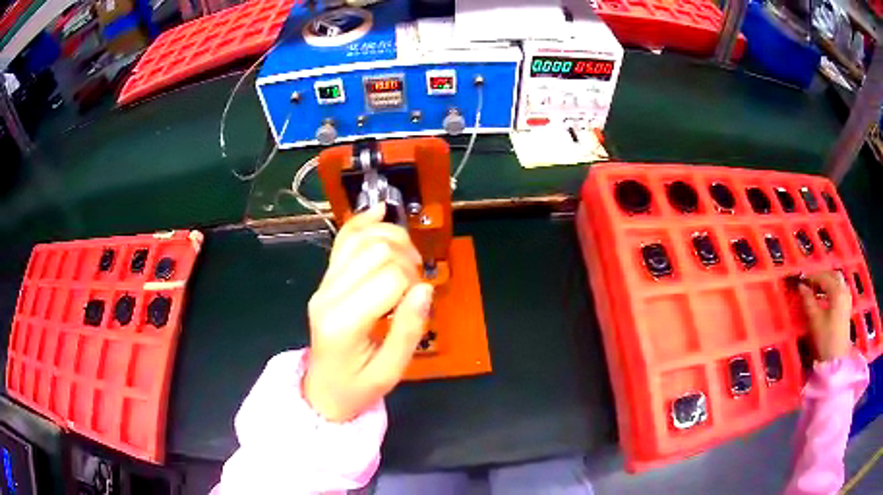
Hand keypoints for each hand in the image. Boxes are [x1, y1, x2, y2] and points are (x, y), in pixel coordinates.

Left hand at [304, 204, 433, 421]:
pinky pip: (343, 240)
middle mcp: (328, 295)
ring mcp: (323, 284)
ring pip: (361, 238)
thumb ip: (408, 330)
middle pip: (376, 251)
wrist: (322, 391)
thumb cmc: (358, 387)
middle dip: (406, 259)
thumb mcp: (390, 371)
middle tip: (415, 283)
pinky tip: (381, 213)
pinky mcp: (325, 279)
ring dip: (392, 239)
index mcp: (345, 322)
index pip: (389, 278)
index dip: (414, 281)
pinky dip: (363, 223)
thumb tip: (425, 287)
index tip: (419, 299)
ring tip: (407, 260)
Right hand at [798, 270, 852, 361]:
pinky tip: (827, 296)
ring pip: (838, 281)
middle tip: (810, 283)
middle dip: (822, 276)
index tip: (802, 280)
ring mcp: (847, 298)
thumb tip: (801, 287)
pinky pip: (840, 289)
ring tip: (817, 289)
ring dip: (828, 281)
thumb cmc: (826, 340)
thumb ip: (808, 301)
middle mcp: (844, 290)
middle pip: (833, 275)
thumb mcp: (815, 321)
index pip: (823, 277)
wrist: (837, 359)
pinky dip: (833, 288)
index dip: (812, 277)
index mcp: (837, 291)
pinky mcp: (847, 306)